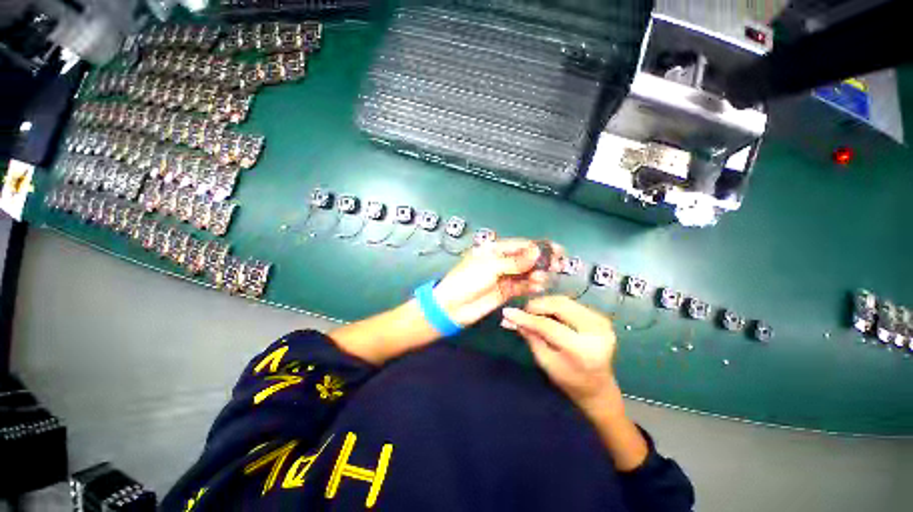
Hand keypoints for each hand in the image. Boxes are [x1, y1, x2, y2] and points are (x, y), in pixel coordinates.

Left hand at [433, 239, 562, 326]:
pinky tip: (540, 285)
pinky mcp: (505, 291)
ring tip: (546, 277)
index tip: (556, 249)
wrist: (452, 307)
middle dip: (541, 260)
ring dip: (537, 273)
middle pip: (525, 258)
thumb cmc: (467, 280)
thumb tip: (536, 250)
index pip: (520, 245)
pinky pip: (521, 286)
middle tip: (558, 263)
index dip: (538, 246)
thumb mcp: (490, 267)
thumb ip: (515, 261)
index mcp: (493, 249)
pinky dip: (531, 285)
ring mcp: (503, 277)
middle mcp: (500, 261)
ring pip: (525, 273)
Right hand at [501, 296, 617, 407]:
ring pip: (565, 301)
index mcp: (582, 350)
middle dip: (536, 305)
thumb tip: (510, 318)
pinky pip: (571, 303)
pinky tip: (546, 313)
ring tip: (532, 312)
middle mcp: (596, 331)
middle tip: (522, 311)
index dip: (526, 318)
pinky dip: (554, 305)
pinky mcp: (600, 316)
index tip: (508, 312)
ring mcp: (601, 321)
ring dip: (545, 303)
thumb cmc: (569, 379)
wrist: (598, 386)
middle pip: (560, 306)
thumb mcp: (545, 361)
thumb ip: (530, 336)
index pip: (549, 326)